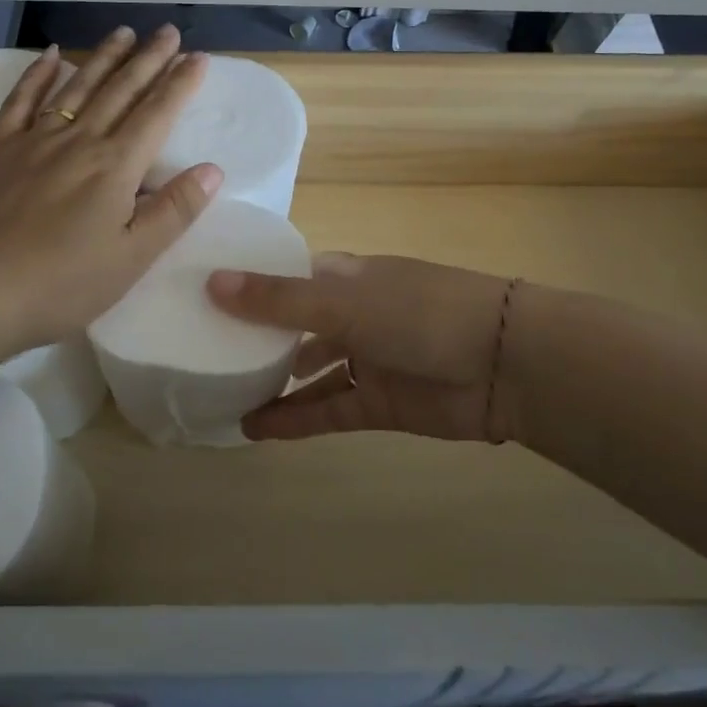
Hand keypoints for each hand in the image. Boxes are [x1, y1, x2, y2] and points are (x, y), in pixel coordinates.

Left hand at [0, 25, 222, 361]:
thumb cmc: (60, 285)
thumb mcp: (131, 259)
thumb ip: (173, 211)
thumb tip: (213, 169)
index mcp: (115, 167)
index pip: (157, 114)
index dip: (180, 84)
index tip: (197, 57)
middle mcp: (78, 142)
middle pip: (120, 91)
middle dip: (148, 59)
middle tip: (167, 31)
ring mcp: (33, 141)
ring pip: (76, 88)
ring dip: (103, 58)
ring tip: (123, 33)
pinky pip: (20, 101)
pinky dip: (37, 75)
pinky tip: (51, 56)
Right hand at [207, 254, 516, 441]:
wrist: (503, 364)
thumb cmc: (419, 313)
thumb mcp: (344, 302)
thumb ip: (279, 300)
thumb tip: (211, 282)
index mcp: (346, 277)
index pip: (291, 277)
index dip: (254, 285)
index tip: (205, 295)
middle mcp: (353, 314)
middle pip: (297, 324)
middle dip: (258, 337)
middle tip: (204, 350)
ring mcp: (367, 359)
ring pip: (310, 371)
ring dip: (274, 382)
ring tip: (224, 393)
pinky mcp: (378, 403)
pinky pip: (327, 409)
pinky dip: (295, 419)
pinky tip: (255, 429)